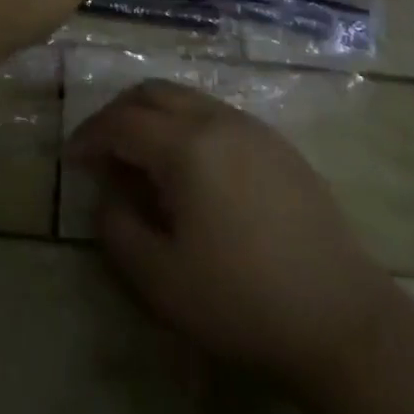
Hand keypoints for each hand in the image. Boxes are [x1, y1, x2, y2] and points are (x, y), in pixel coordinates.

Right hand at [68, 80, 393, 389]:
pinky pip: (217, 114)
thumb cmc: (242, 302)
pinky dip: (187, 125)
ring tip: (143, 160)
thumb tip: (108, 192)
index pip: (121, 122)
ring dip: (154, 116)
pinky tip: (191, 170)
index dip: (89, 136)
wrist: (342, 320)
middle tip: (103, 151)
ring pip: (187, 98)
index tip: (71, 159)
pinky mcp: (278, 145)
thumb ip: (116, 227)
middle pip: (153, 92)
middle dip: (118, 114)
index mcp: (185, 146)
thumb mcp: (159, 279)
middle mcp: (217, 121)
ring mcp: (253, 128)